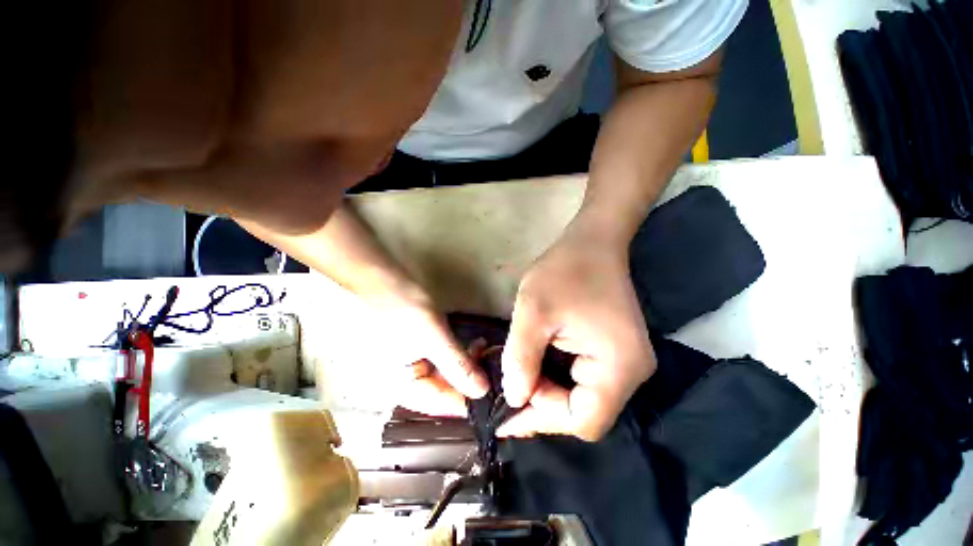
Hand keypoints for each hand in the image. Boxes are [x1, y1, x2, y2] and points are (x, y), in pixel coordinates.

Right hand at [367, 286, 488, 416]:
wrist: (381, 277)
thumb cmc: (402, 308)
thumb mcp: (432, 337)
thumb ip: (457, 365)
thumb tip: (482, 391)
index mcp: (402, 387)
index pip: (442, 405)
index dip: (470, 400)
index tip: (496, 392)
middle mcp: (406, 381)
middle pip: (446, 390)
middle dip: (471, 378)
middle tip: (492, 363)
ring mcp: (413, 363)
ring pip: (447, 373)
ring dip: (468, 363)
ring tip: (484, 349)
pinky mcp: (420, 347)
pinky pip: (444, 358)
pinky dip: (459, 353)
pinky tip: (474, 344)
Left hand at [497, 219, 655, 440]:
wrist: (592, 242)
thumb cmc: (564, 271)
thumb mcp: (533, 312)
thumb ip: (520, 359)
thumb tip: (513, 398)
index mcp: (619, 367)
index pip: (583, 421)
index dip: (542, 420)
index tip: (507, 411)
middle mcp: (632, 374)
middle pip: (583, 412)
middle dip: (542, 404)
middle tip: (509, 389)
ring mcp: (626, 363)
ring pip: (582, 398)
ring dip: (548, 392)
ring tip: (518, 378)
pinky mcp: (615, 352)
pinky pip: (584, 380)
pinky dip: (557, 379)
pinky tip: (536, 368)